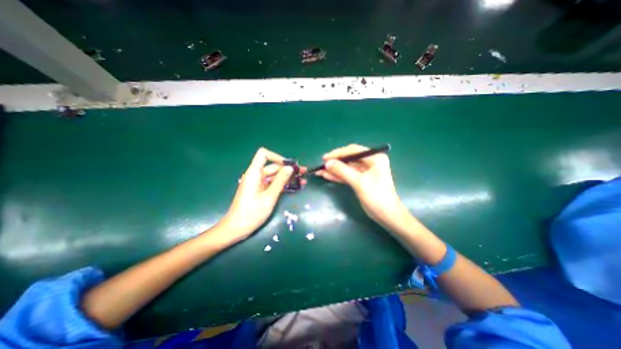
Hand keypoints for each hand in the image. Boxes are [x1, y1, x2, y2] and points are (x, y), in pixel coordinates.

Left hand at [216, 148, 305, 243]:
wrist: (236, 229)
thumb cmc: (251, 213)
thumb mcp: (269, 197)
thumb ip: (280, 181)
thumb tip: (290, 168)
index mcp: (254, 173)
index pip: (263, 154)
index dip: (277, 157)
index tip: (289, 165)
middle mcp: (256, 175)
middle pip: (273, 166)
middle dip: (288, 169)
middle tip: (304, 173)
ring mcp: (258, 183)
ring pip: (275, 176)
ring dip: (288, 177)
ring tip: (303, 180)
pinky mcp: (260, 190)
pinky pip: (273, 184)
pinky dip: (283, 184)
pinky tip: (295, 187)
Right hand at [316, 145, 407, 228]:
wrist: (386, 215)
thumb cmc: (376, 196)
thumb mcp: (359, 182)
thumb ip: (342, 171)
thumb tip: (328, 163)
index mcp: (375, 158)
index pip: (353, 150)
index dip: (338, 153)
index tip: (325, 158)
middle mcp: (370, 161)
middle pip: (349, 158)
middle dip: (335, 162)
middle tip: (321, 165)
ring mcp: (365, 171)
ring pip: (347, 167)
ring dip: (334, 169)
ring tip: (320, 171)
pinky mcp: (361, 179)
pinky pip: (348, 175)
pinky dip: (338, 176)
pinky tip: (327, 175)